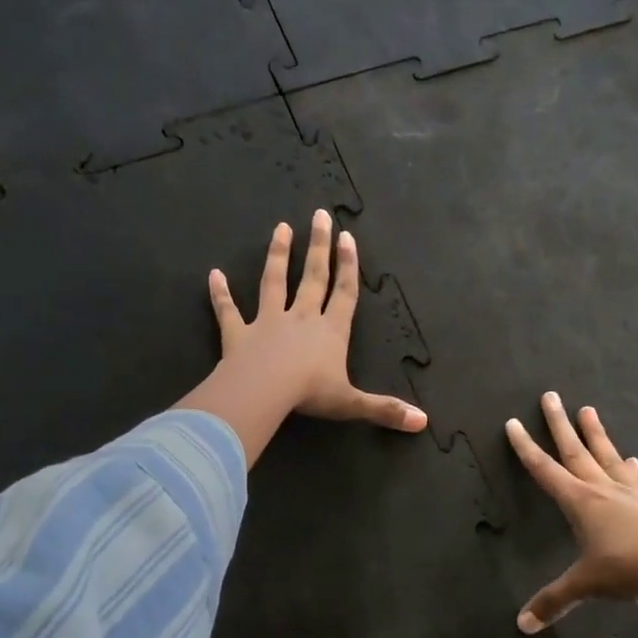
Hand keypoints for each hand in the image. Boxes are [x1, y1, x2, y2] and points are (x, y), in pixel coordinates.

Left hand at [206, 210, 426, 432]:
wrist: (264, 392)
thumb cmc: (310, 394)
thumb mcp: (353, 404)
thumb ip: (385, 409)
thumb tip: (423, 422)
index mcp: (330, 331)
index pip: (343, 293)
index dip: (348, 265)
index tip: (347, 237)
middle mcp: (301, 318)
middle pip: (312, 277)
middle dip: (318, 247)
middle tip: (319, 215)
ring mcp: (268, 323)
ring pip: (273, 282)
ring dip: (277, 255)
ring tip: (280, 228)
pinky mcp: (238, 334)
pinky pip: (228, 311)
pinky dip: (220, 294)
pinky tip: (213, 275)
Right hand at [506, 392, 637, 631]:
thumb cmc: (626, 570)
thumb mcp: (585, 585)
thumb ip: (553, 602)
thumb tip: (522, 626)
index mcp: (579, 502)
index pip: (544, 470)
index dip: (526, 447)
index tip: (513, 423)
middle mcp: (601, 488)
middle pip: (575, 450)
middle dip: (559, 424)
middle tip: (551, 395)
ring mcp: (630, 491)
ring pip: (606, 455)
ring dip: (596, 434)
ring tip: (588, 410)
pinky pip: (637, 478)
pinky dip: (631, 467)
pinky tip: (633, 459)